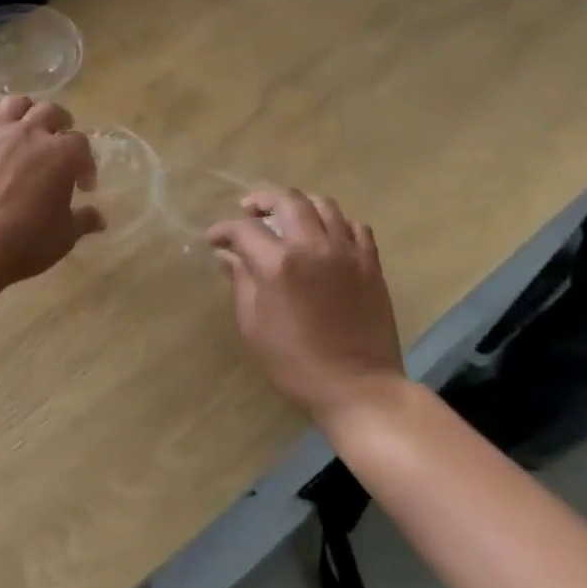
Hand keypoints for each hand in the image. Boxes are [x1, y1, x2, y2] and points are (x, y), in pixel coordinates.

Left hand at [0, 94, 103, 291]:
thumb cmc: (23, 242)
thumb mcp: (63, 237)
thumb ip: (82, 221)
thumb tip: (99, 219)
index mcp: (61, 154)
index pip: (81, 144)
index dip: (85, 164)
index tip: (82, 186)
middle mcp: (29, 133)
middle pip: (50, 111)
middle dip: (59, 124)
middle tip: (56, 145)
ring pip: (14, 103)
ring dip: (23, 112)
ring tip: (22, 130)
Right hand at [208, 189, 402, 424]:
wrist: (357, 387)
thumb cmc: (295, 364)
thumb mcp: (254, 327)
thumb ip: (241, 283)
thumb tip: (228, 257)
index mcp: (278, 264)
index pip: (244, 229)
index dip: (224, 230)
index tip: (215, 240)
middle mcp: (313, 246)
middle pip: (287, 200)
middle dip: (262, 200)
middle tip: (250, 212)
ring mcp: (347, 252)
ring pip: (324, 204)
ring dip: (300, 204)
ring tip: (288, 217)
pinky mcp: (371, 263)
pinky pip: (355, 226)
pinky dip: (336, 222)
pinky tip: (326, 235)